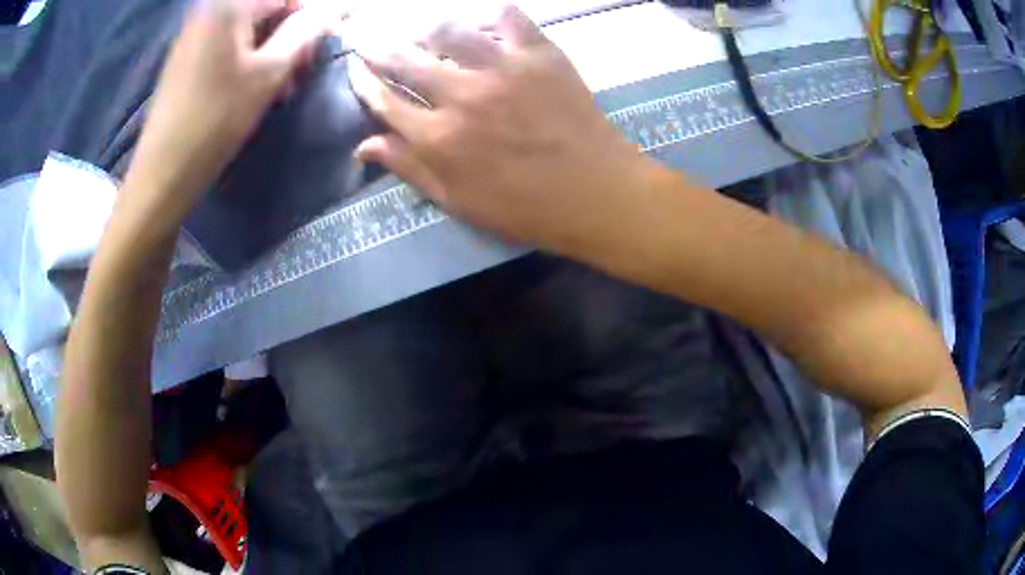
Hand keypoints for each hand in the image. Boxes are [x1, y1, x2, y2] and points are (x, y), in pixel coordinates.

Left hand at [128, 0, 326, 206]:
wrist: (163, 171)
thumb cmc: (216, 119)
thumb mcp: (269, 73)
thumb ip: (304, 32)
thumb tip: (332, 10)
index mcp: (229, 5)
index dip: (309, 17)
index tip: (318, 48)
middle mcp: (210, 10)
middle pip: (266, 9)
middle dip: (289, 35)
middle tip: (299, 72)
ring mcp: (195, 34)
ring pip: (248, 29)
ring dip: (271, 50)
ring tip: (280, 86)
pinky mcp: (187, 58)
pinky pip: (228, 45)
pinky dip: (247, 60)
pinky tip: (253, 88)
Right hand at [350, 5, 653, 251]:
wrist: (595, 192)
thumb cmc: (524, 206)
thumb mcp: (458, 201)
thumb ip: (409, 168)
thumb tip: (363, 146)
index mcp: (438, 138)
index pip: (384, 101)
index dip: (363, 82)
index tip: (354, 68)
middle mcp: (462, 95)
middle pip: (406, 60)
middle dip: (378, 47)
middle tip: (368, 37)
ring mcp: (503, 69)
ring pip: (449, 31)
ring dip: (426, 26)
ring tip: (420, 28)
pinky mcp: (540, 55)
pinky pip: (510, 17)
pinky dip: (493, 14)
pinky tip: (484, 22)